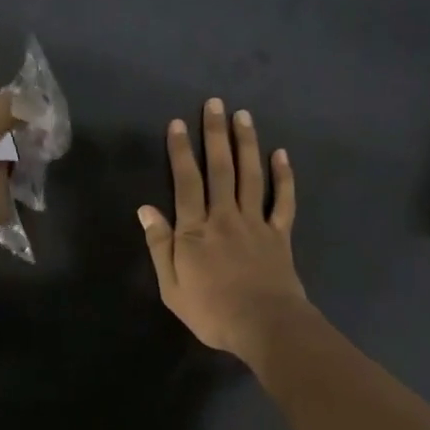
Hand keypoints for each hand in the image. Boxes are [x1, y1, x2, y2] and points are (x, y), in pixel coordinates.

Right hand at [139, 97, 309, 361]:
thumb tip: (145, 209)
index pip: (186, 182)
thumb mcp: (172, 286)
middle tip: (215, 103)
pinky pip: (283, 200)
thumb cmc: (212, 311)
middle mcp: (225, 217)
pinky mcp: (279, 234)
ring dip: (246, 144)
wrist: (265, 326)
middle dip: (215, 134)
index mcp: (195, 230)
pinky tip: (281, 154)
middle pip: (220, 169)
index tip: (179, 123)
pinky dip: (284, 176)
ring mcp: (256, 223)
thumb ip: (160, 246)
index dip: (181, 151)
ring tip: (243, 115)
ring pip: (250, 176)